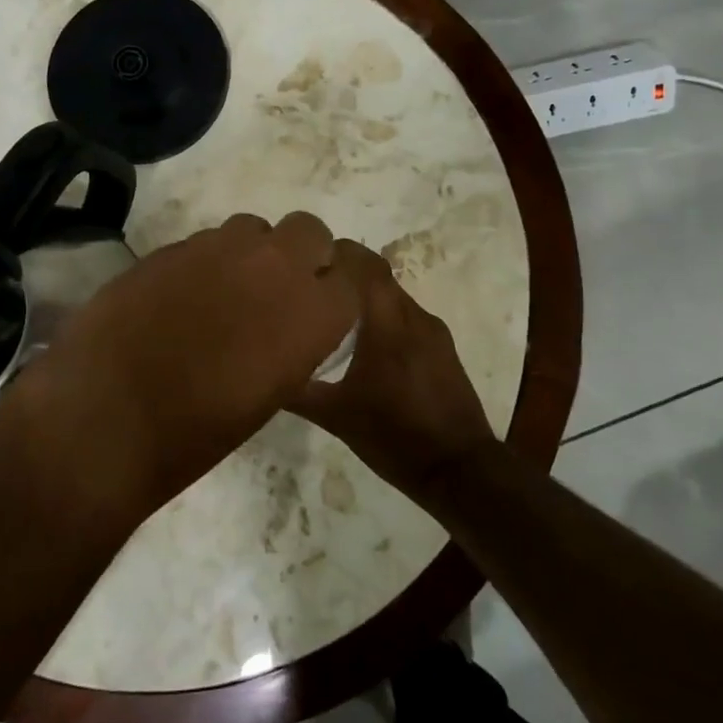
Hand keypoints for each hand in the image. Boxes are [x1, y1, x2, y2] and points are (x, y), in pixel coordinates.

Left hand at [10, 212, 358, 526]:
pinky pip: (207, 241)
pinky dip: (207, 261)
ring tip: (227, 290)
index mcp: (311, 311)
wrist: (107, 414)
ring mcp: (218, 247)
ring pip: (254, 227)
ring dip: (252, 252)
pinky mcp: (173, 245)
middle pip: (308, 229)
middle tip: (277, 289)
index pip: (352, 274)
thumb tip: (289, 322)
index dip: (338, 288)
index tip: (324, 304)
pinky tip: (183, 296)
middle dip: (302, 252)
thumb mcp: (271, 393)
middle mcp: (273, 265)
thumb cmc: (197, 430)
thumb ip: (294, 341)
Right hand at [285, 241, 498, 505]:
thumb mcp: (336, 417)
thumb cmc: (393, 436)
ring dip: (367, 296)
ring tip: (337, 314)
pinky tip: (369, 344)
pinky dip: (385, 317)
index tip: (307, 258)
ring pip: (394, 296)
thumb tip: (263, 373)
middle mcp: (412, 315)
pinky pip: (408, 317)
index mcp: (386, 323)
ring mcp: (433, 330)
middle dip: (347, 272)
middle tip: (314, 286)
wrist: (460, 469)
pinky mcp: (443, 347)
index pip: (364, 263)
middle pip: (378, 275)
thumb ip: (299, 390)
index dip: (338, 252)